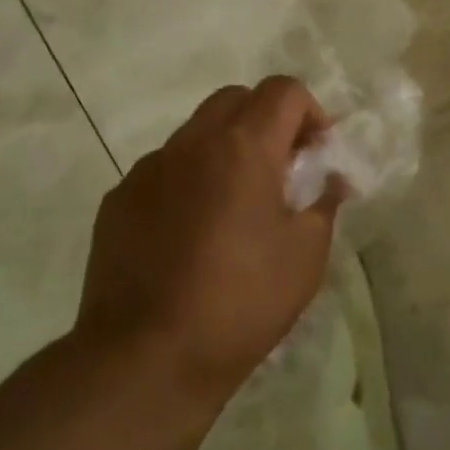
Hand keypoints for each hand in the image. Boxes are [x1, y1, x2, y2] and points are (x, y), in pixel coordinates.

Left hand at [73, 77, 343, 405]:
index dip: (310, 112)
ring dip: (225, 149)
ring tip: (235, 206)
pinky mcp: (118, 200)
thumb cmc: (241, 302)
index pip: (283, 90)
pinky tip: (191, 234)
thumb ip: (324, 203)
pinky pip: (163, 170)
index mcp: (243, 147)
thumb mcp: (306, 255)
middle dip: (267, 121)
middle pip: (236, 99)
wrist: (145, 358)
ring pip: (196, 133)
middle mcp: (191, 143)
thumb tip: (331, 179)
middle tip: (282, 170)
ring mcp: (147, 169)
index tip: (317, 153)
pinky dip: (188, 181)